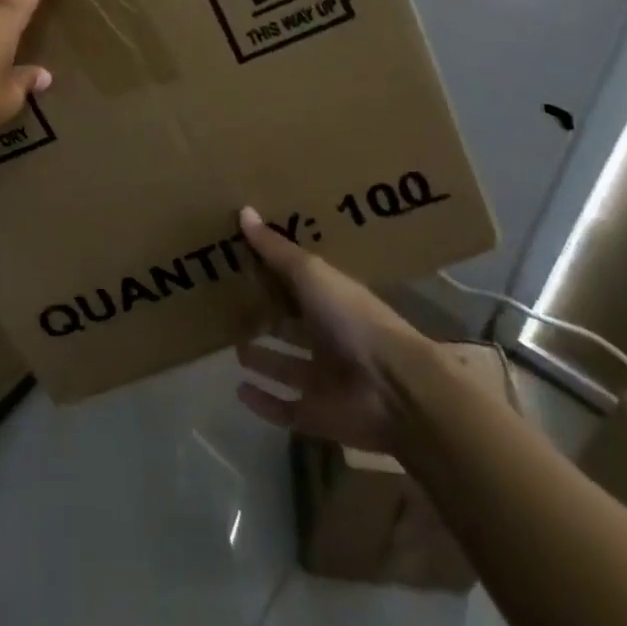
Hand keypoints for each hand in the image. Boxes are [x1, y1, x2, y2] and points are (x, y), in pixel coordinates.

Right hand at [234, 207, 431, 454]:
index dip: (274, 275)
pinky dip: (263, 403)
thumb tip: (244, 209)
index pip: (298, 285)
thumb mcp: (312, 274)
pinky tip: (239, 391)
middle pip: (292, 327)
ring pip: (287, 367)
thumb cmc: (352, 319)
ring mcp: (324, 380)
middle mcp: (328, 339)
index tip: (242, 263)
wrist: (395, 390)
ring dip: (265, 359)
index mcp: (331, 301)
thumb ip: (276, 249)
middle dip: (267, 318)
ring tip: (235, 348)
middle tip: (231, 307)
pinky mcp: (318, 416)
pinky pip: (285, 409)